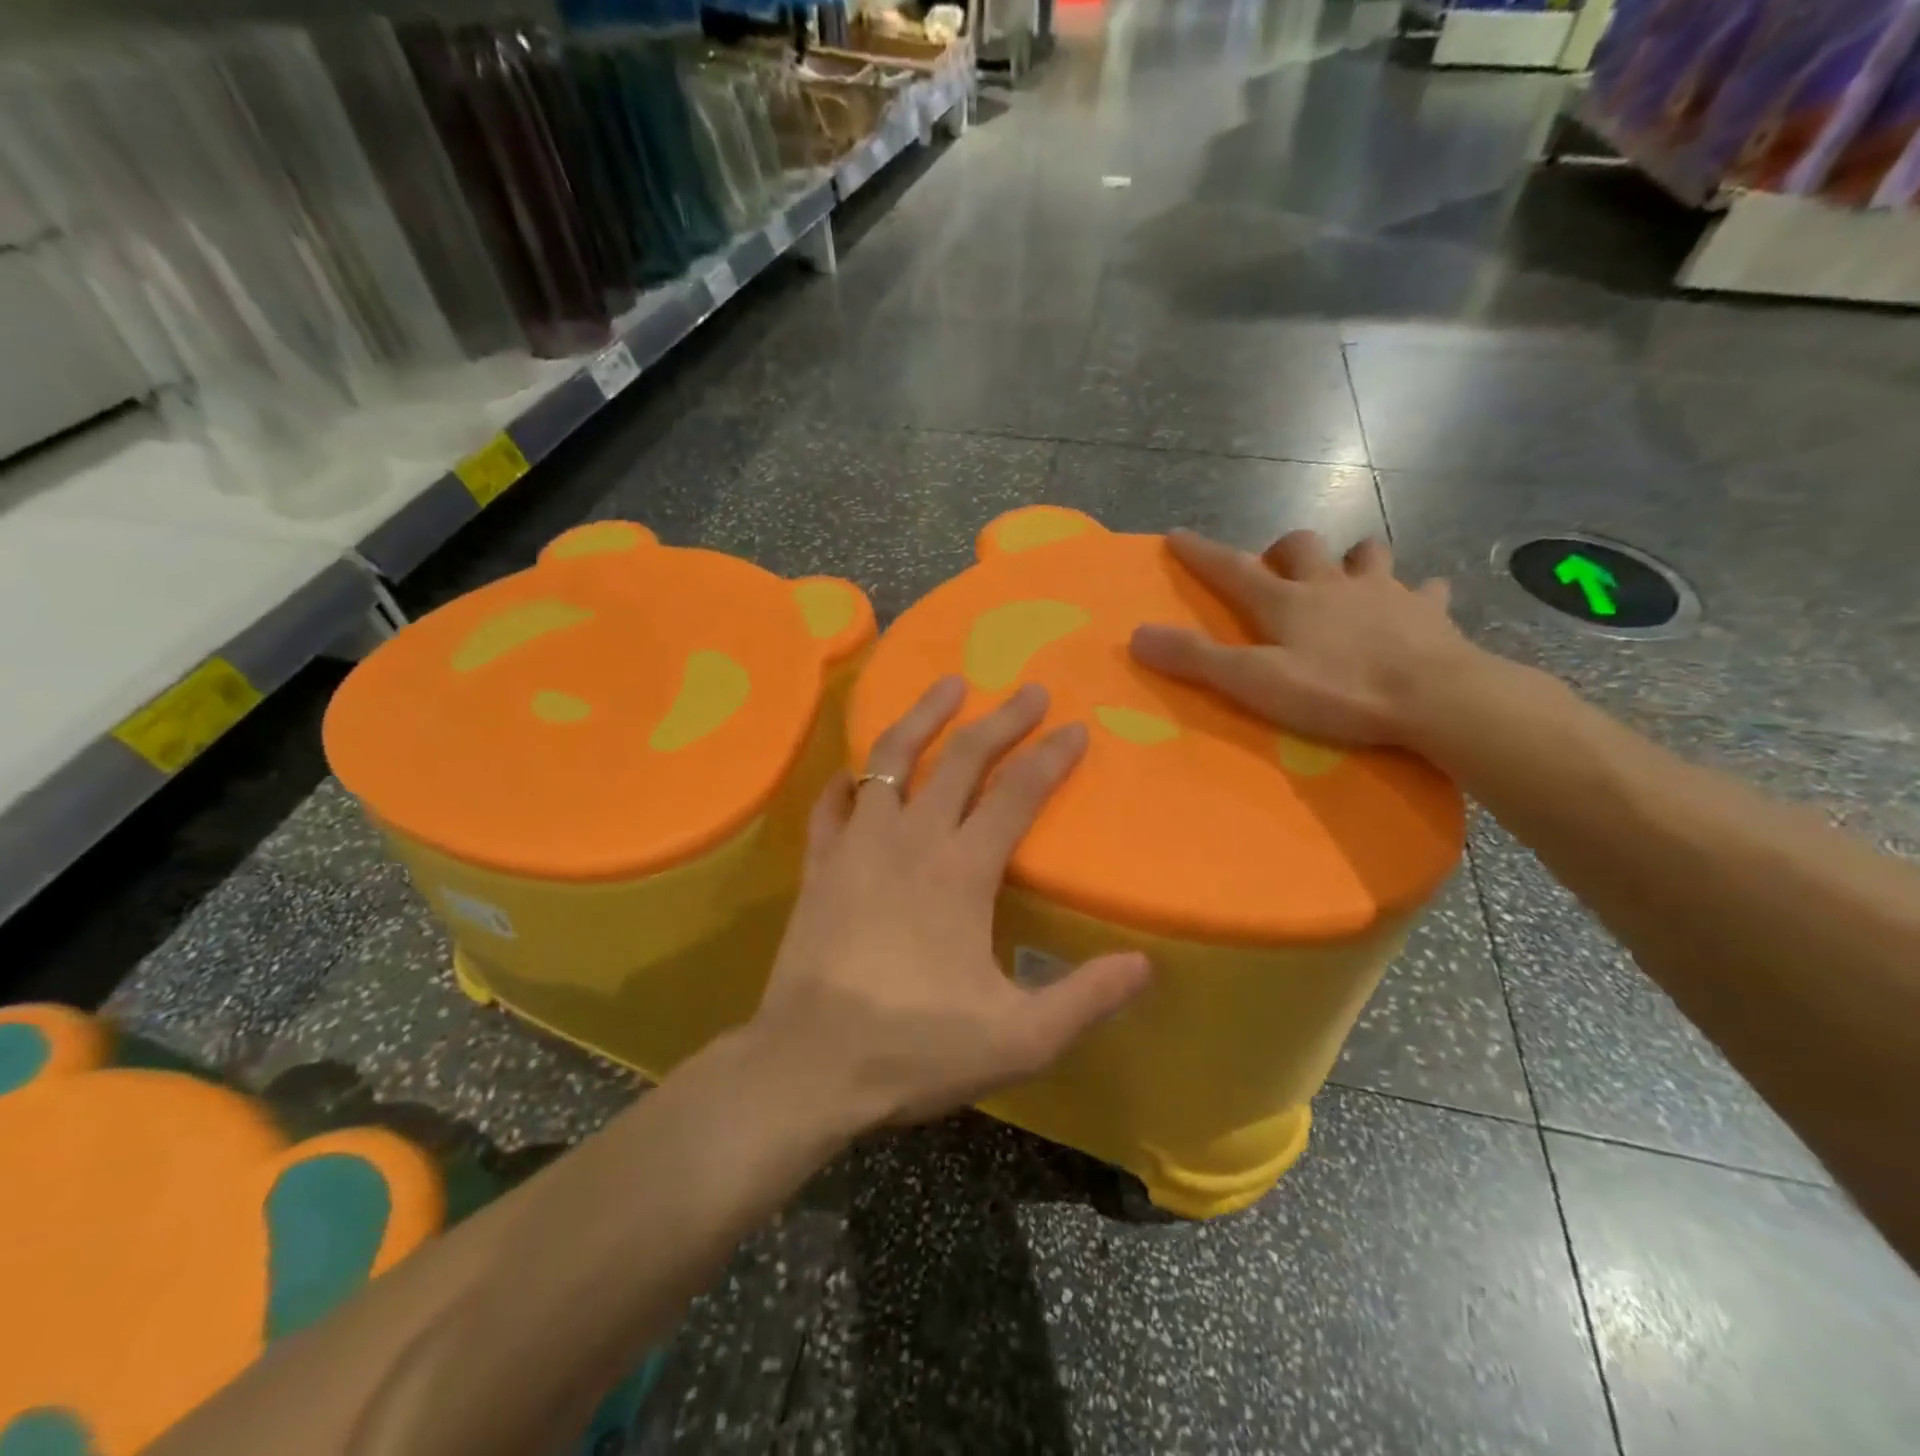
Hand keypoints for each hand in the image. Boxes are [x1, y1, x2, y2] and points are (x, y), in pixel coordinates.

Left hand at [752, 677, 1151, 1129]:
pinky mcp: (819, 866)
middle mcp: (910, 841)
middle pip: (960, 759)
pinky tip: (859, 772)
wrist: (808, 1067)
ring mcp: (856, 847)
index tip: (1075, 728)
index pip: (1016, 794)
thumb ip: (1084, 1000)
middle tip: (1030, 690)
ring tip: (947, 685)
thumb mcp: (1018, 1040)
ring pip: (888, 760)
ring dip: (921, 717)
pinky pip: (832, 805)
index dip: (1050, 757)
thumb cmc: (914, 1048)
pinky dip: (849, 780)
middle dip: (1000, 719)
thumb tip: (1144, 965)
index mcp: (961, 871)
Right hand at [1130, 529, 1476, 748]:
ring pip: (1366, 554)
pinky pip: (1424, 591)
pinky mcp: (1428, 612)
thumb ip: (1196, 659)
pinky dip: (1416, 593)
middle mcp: (1332, 584)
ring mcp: (1384, 593)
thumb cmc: (1338, 691)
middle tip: (1277, 570)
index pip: (1233, 568)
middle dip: (1283, 550)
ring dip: (1351, 560)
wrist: (1435, 698)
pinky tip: (1417, 603)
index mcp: (1287, 601)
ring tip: (1347, 578)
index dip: (1202, 553)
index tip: (1178, 535)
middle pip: (1302, 546)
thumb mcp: (1254, 682)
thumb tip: (1137, 635)